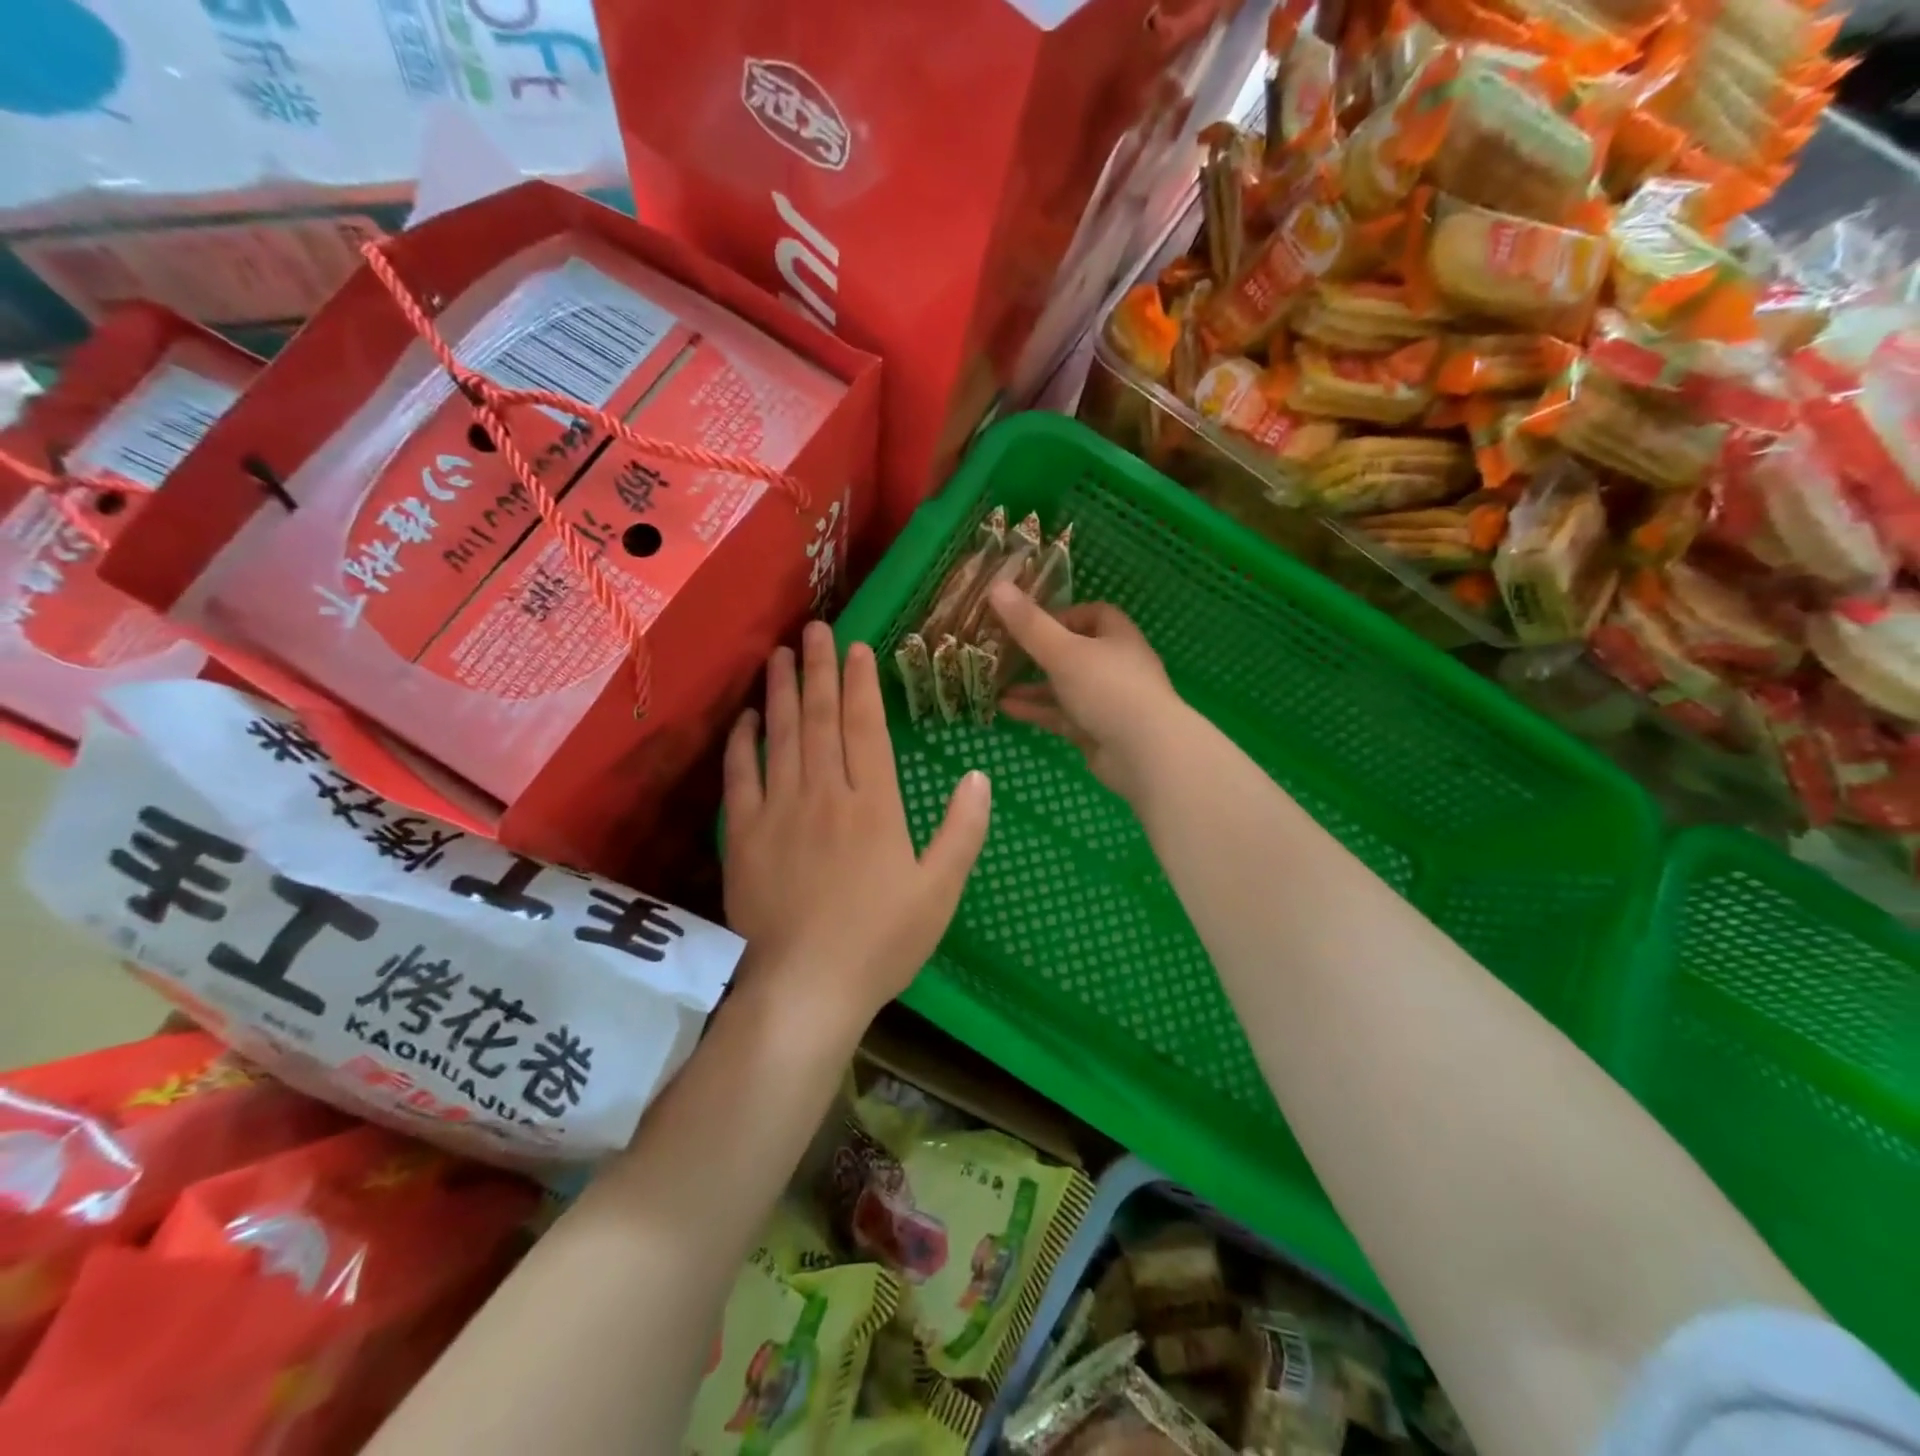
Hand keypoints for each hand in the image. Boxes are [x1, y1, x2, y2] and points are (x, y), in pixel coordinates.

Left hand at [723, 621, 991, 1024]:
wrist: (806, 987)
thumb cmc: (881, 941)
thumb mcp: (940, 890)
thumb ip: (962, 830)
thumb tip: (979, 776)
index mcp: (874, 804)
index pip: (865, 726)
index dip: (860, 683)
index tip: (856, 647)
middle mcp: (825, 794)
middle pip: (819, 718)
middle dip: (817, 669)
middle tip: (813, 628)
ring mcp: (779, 811)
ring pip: (779, 737)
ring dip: (779, 692)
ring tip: (779, 655)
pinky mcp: (744, 836)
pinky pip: (739, 778)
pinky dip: (741, 744)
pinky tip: (743, 719)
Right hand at [987, 584, 1182, 799]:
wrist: (1145, 753)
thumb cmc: (1108, 689)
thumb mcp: (1063, 651)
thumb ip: (1029, 624)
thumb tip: (996, 586)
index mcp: (1118, 637)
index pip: (1093, 614)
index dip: (1062, 614)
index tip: (1029, 621)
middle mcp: (1115, 666)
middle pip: (1075, 651)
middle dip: (1040, 652)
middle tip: (1004, 651)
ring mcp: (1107, 701)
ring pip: (1065, 687)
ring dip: (1033, 685)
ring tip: (996, 682)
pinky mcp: (1097, 731)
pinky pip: (1062, 716)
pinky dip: (1037, 711)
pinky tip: (1006, 708)